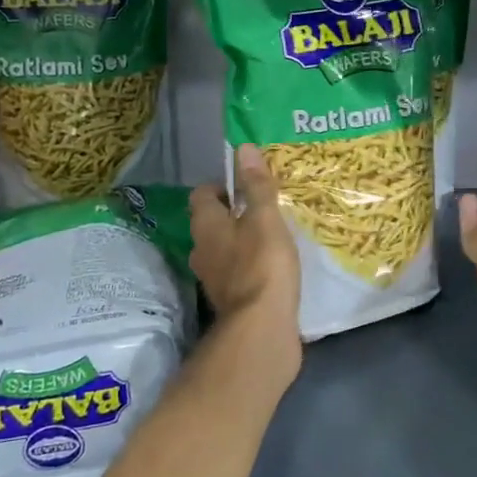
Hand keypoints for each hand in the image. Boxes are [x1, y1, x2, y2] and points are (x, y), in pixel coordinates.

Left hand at [189, 144, 301, 389]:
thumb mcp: (265, 218)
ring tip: (273, 236)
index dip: (222, 187)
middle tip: (264, 209)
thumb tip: (242, 148)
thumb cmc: (262, 264)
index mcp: (205, 226)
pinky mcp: (231, 301)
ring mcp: (214, 279)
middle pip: (211, 223)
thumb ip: (256, 185)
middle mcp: (202, 251)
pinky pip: (237, 273)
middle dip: (233, 215)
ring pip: (224, 250)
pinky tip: (274, 267)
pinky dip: (250, 267)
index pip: (202, 195)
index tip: (248, 186)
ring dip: (242, 242)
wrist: (261, 329)